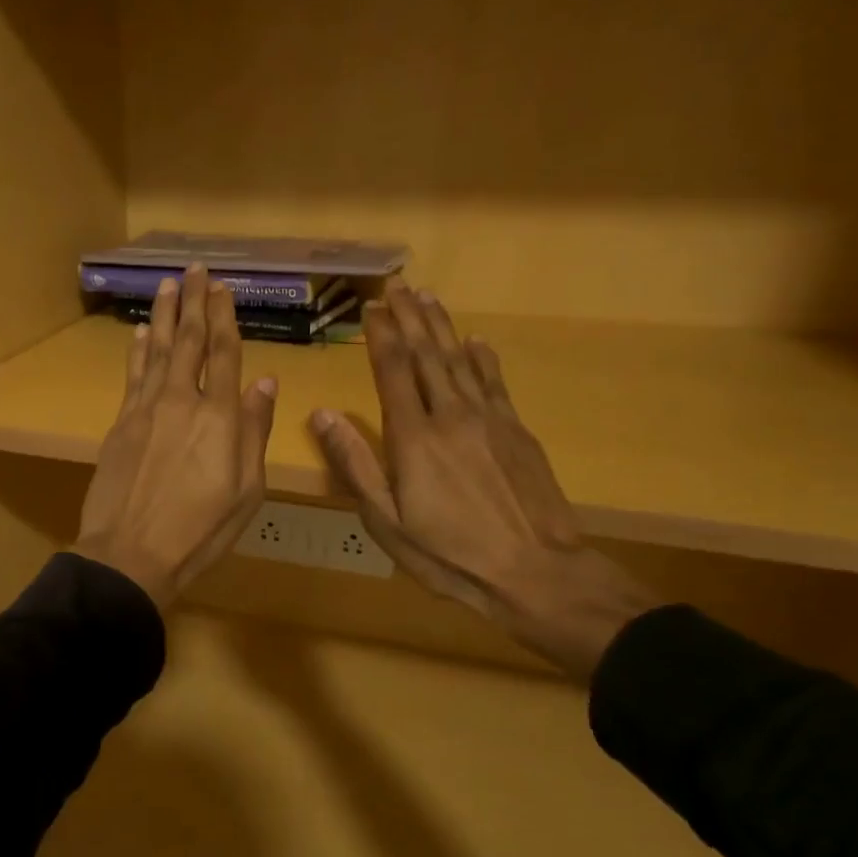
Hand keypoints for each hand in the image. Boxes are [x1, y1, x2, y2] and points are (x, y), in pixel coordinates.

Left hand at [74, 264, 278, 610]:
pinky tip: (137, 334)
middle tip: (195, 269)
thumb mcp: (246, 490)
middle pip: (189, 341)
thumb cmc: (200, 529)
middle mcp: (183, 401)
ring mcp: (147, 409)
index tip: (222, 288)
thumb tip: (265, 382)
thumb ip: (255, 431)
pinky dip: (136, 351)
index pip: (225, 353)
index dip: (224, 317)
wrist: (131, 552)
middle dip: (193, 302)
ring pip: (155, 350)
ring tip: (167, 285)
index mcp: (221, 416)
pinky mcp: (121, 423)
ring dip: (162, 316)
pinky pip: (132, 376)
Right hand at [309, 282, 659, 679]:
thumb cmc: (448, 554)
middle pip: (427, 355)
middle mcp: (450, 416)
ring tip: (428, 298)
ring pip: (461, 361)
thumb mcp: (386, 520)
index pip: (392, 371)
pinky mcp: (517, 432)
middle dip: (410, 317)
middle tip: (397, 285)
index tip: (371, 307)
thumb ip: (355, 464)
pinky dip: (482, 359)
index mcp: (413, 437)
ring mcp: (489, 420)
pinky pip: (495, 383)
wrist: (535, 571)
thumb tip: (322, 414)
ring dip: (442, 327)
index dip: (381, 336)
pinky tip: (475, 342)